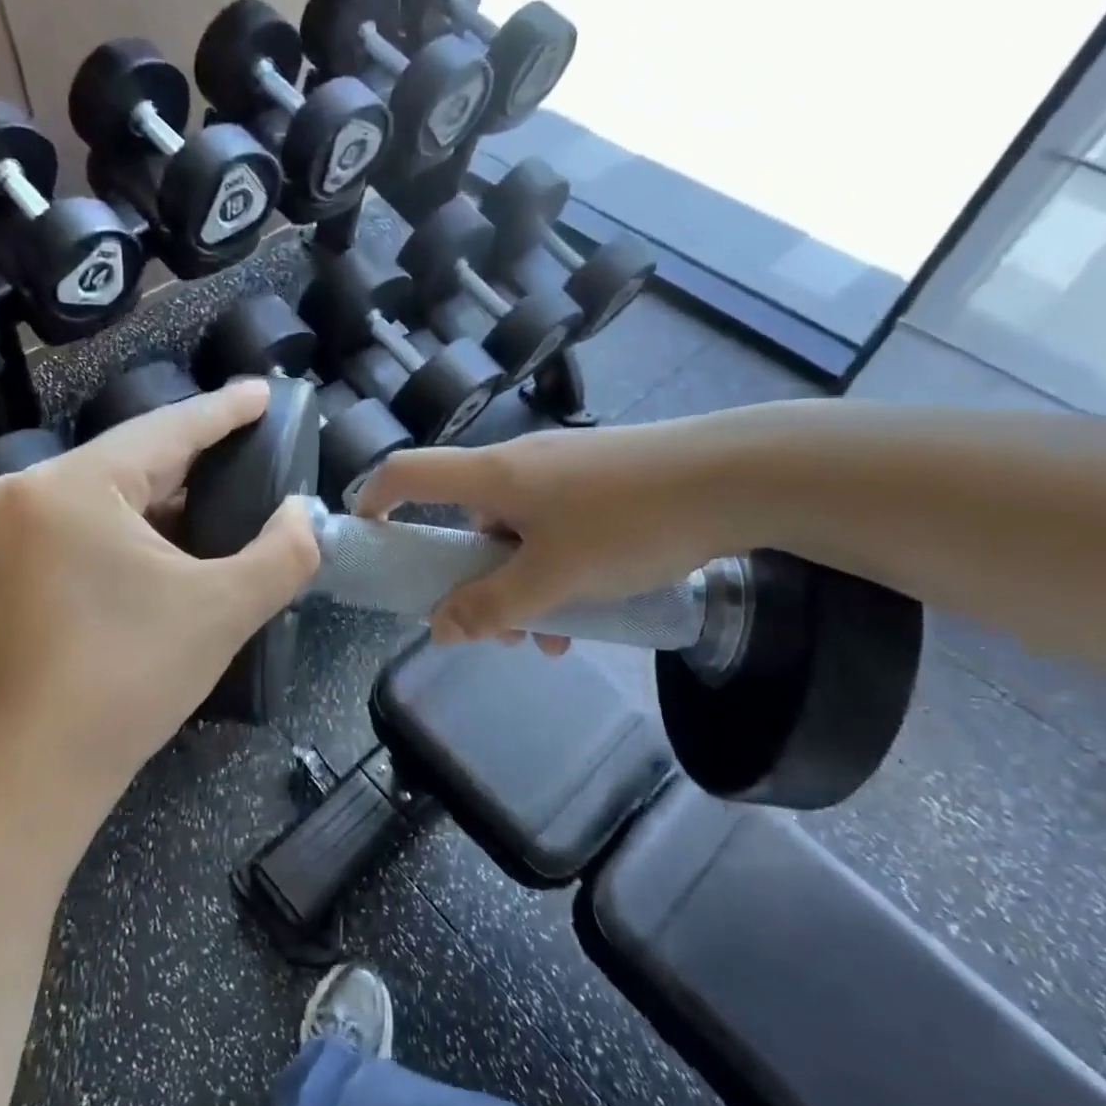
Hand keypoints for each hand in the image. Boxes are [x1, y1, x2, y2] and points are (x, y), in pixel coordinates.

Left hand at [0, 379, 318, 855]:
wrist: (36, 773)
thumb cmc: (131, 679)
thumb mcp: (225, 608)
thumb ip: (283, 551)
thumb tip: (301, 512)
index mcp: (73, 487)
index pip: (166, 430)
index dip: (224, 410)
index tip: (264, 392)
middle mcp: (23, 493)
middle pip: (130, 459)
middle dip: (195, 454)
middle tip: (252, 444)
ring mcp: (0, 531)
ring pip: (102, 492)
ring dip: (162, 492)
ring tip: (220, 487)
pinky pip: (77, 523)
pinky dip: (126, 524)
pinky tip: (166, 537)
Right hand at [355, 417, 760, 648]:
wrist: (735, 477)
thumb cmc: (629, 523)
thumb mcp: (554, 578)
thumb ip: (492, 607)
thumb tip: (437, 629)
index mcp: (492, 476)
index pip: (407, 472)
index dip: (375, 500)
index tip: (371, 541)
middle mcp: (519, 467)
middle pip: (467, 521)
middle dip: (471, 580)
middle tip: (493, 629)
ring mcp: (563, 474)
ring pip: (518, 536)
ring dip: (523, 589)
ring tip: (557, 639)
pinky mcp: (600, 484)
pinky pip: (557, 532)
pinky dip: (559, 572)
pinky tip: (593, 615)